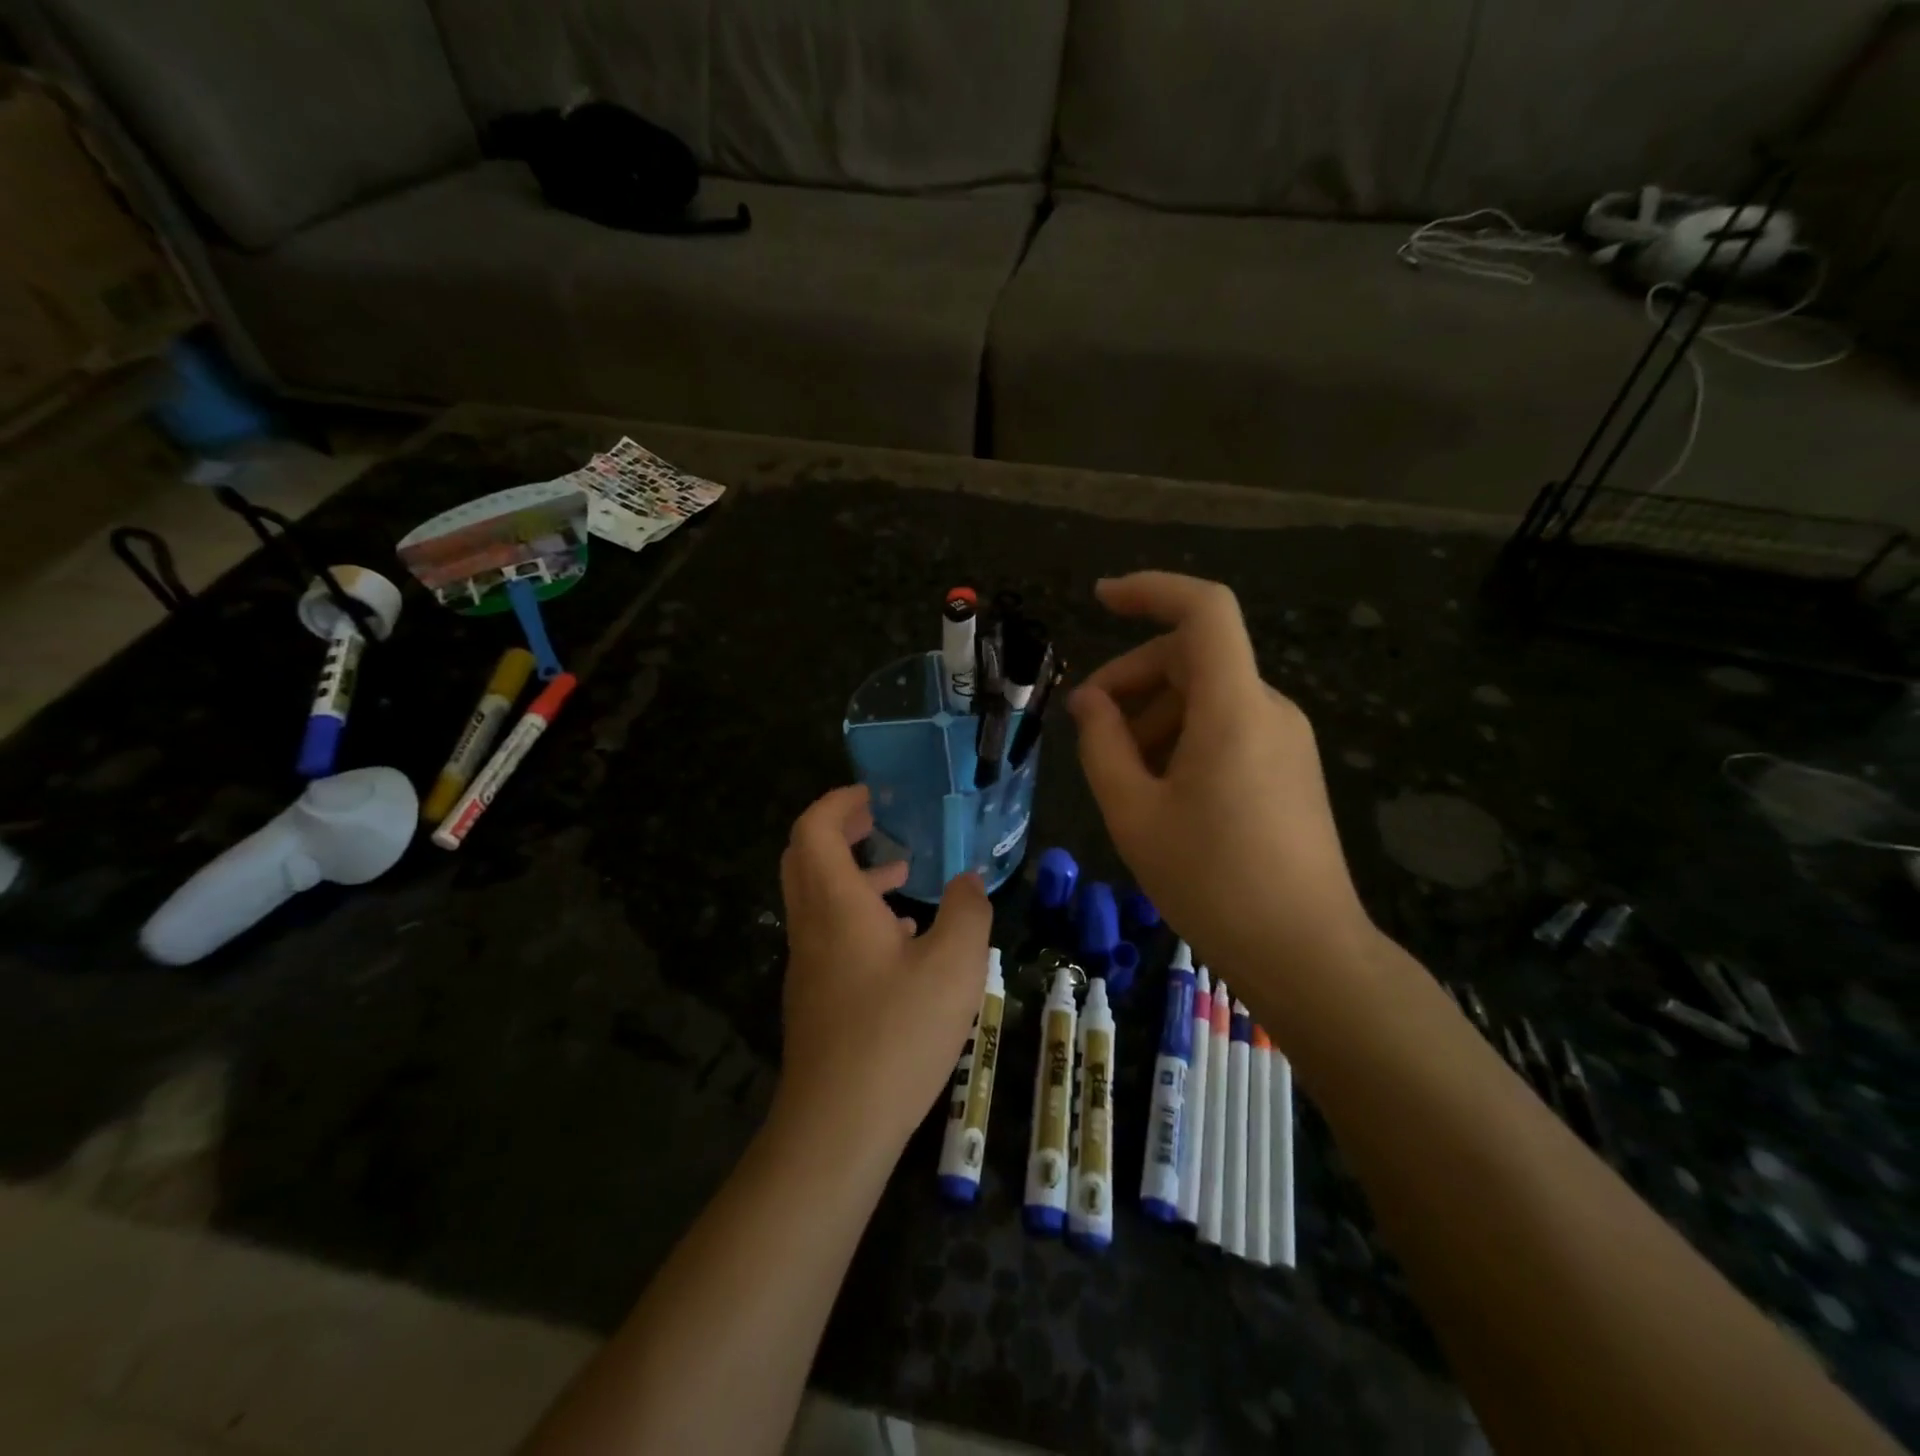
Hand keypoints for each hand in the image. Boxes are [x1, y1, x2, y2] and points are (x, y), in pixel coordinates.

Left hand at [775, 785, 993, 1156]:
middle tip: (878, 822)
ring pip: (816, 897)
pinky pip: (827, 933)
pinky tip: (902, 939)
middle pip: (803, 857)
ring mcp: (807, 964)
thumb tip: (969, 881)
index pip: (814, 829)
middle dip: (838, 830)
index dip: (838, 802)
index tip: (872, 794)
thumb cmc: (897, 1032)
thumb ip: (968, 912)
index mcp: (835, 904)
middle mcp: (811, 926)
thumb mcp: (955, 965)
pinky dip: (857, 915)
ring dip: (852, 874)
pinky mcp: (814, 997)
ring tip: (903, 875)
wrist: (837, 1125)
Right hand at [1069, 573, 1373, 1004]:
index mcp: (1234, 708)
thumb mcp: (1134, 813)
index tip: (1100, 600)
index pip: (1204, 610)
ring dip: (1155, 714)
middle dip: (1134, 677)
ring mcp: (1287, 739)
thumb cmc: (1211, 882)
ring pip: (1208, 695)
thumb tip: (1089, 701)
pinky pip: (1229, 726)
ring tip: (1121, 772)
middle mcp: (1269, 708)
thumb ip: (1102, 745)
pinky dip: (1184, 737)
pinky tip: (1160, 789)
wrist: (1306, 954)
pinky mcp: (1291, 768)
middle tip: (1088, 725)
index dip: (1151, 590)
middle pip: (1195, 657)